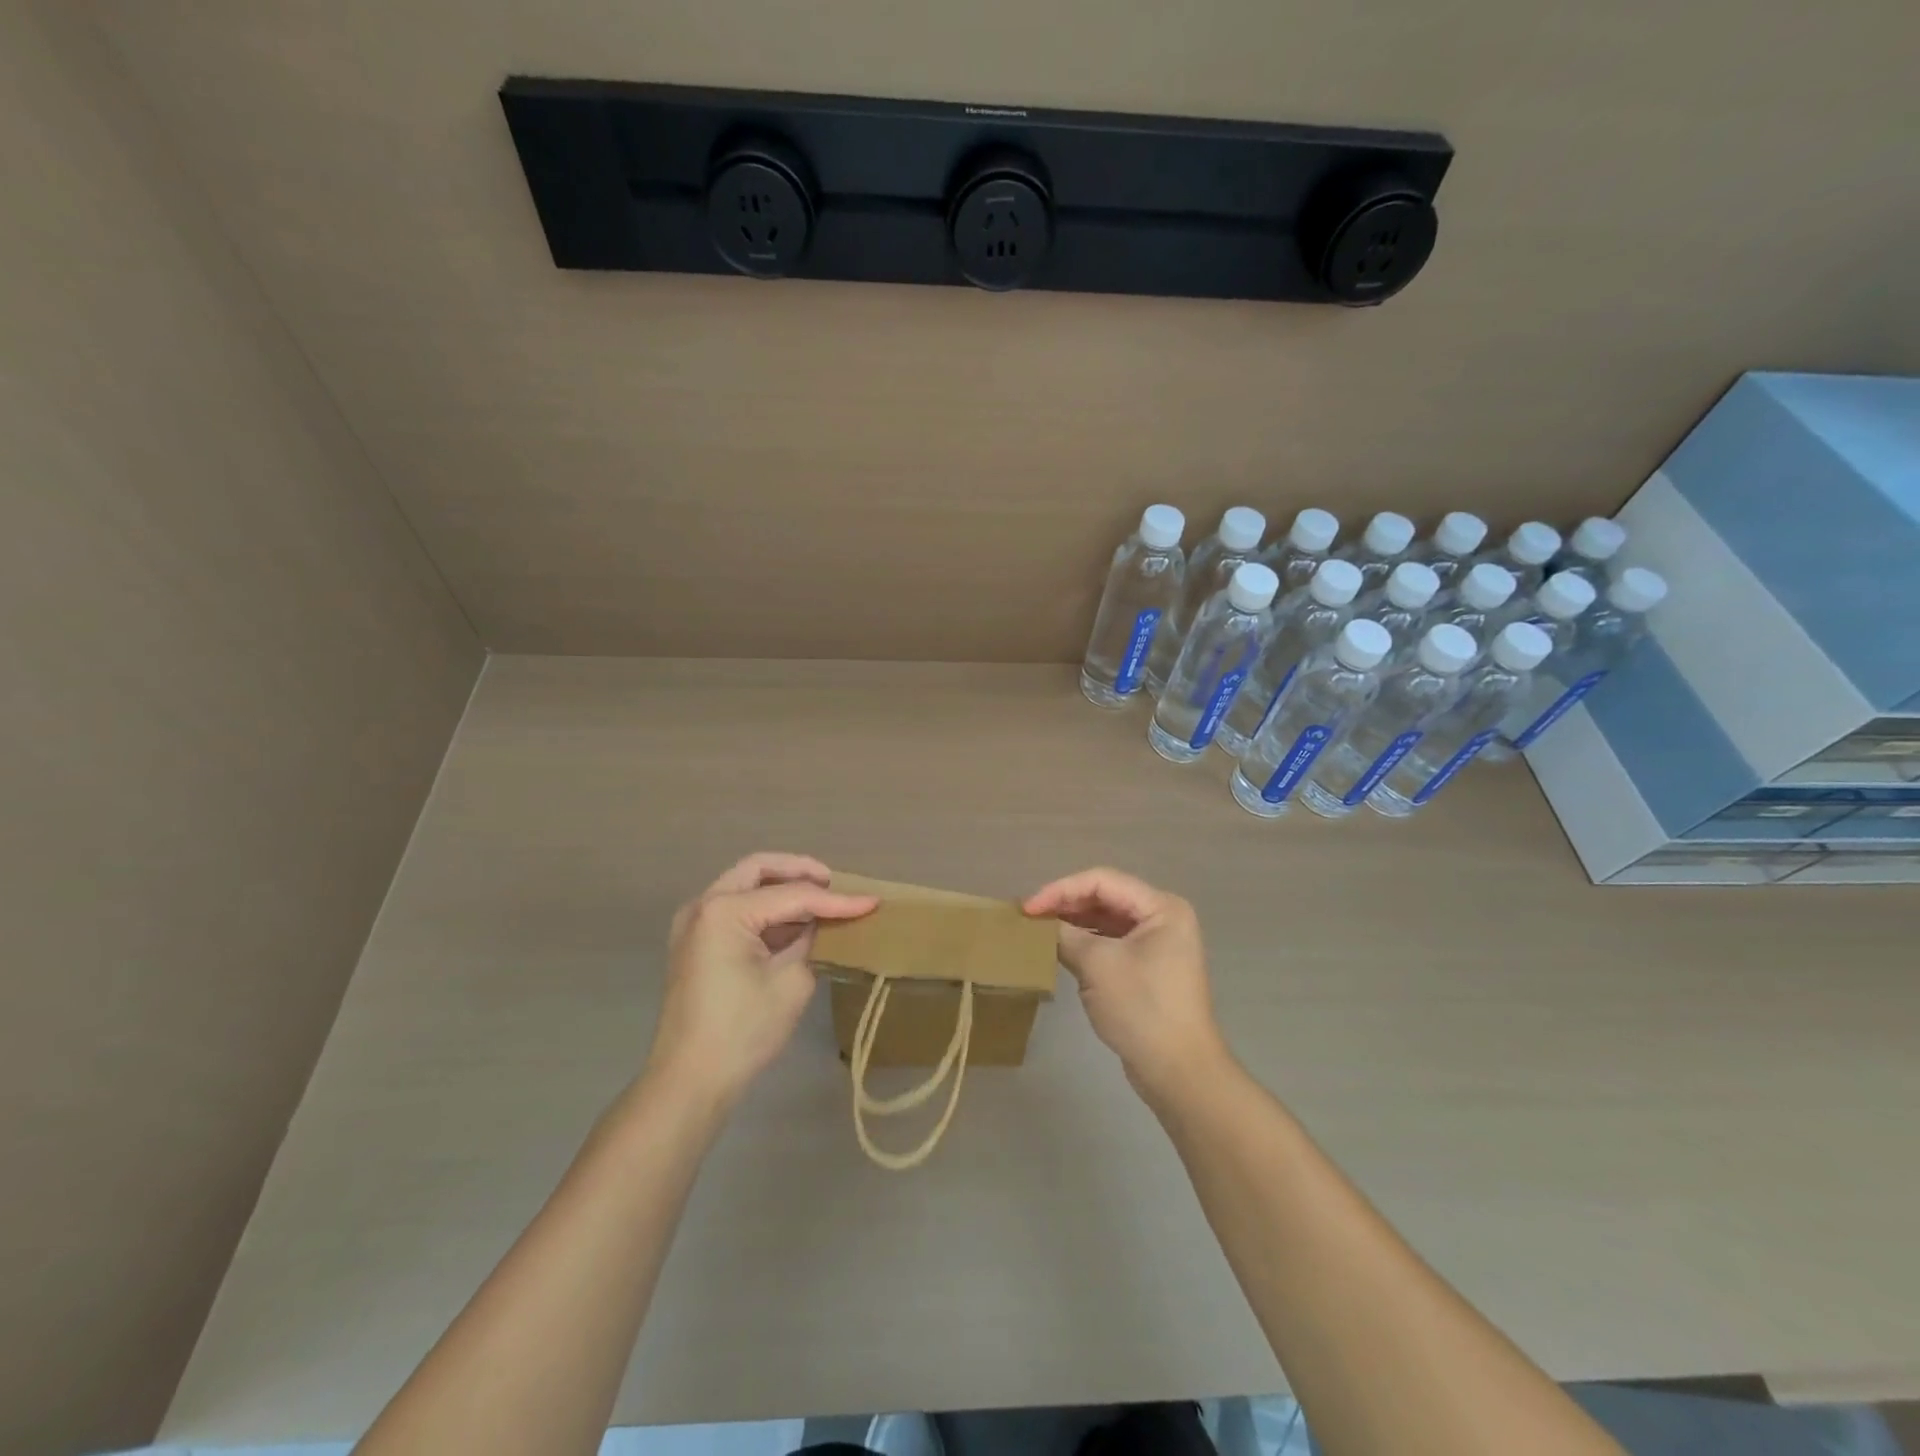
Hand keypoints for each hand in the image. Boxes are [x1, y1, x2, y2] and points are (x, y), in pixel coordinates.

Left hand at [646, 853, 876, 1107]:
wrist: (689, 1082)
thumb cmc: (743, 1031)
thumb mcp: (791, 982)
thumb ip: (811, 940)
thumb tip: (821, 924)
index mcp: (725, 910)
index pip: (792, 895)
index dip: (835, 900)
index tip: (871, 901)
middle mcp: (703, 906)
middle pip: (758, 869)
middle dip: (798, 871)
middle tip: (833, 883)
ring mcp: (693, 924)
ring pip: (743, 886)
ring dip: (780, 890)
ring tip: (820, 902)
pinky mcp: (695, 945)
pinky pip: (734, 911)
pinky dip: (764, 910)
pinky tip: (794, 924)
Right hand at [1025, 867, 1228, 1103]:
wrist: (1178, 1071)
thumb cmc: (1141, 1008)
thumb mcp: (1097, 965)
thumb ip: (1065, 935)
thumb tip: (1039, 925)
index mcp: (1161, 908)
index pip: (1102, 881)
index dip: (1061, 890)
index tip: (1028, 909)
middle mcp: (1162, 918)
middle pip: (1105, 897)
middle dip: (1066, 905)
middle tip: (1029, 918)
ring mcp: (1157, 944)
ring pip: (1106, 920)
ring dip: (1073, 923)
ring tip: (1039, 931)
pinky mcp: (1148, 968)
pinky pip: (1111, 943)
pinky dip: (1085, 943)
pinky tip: (1059, 949)